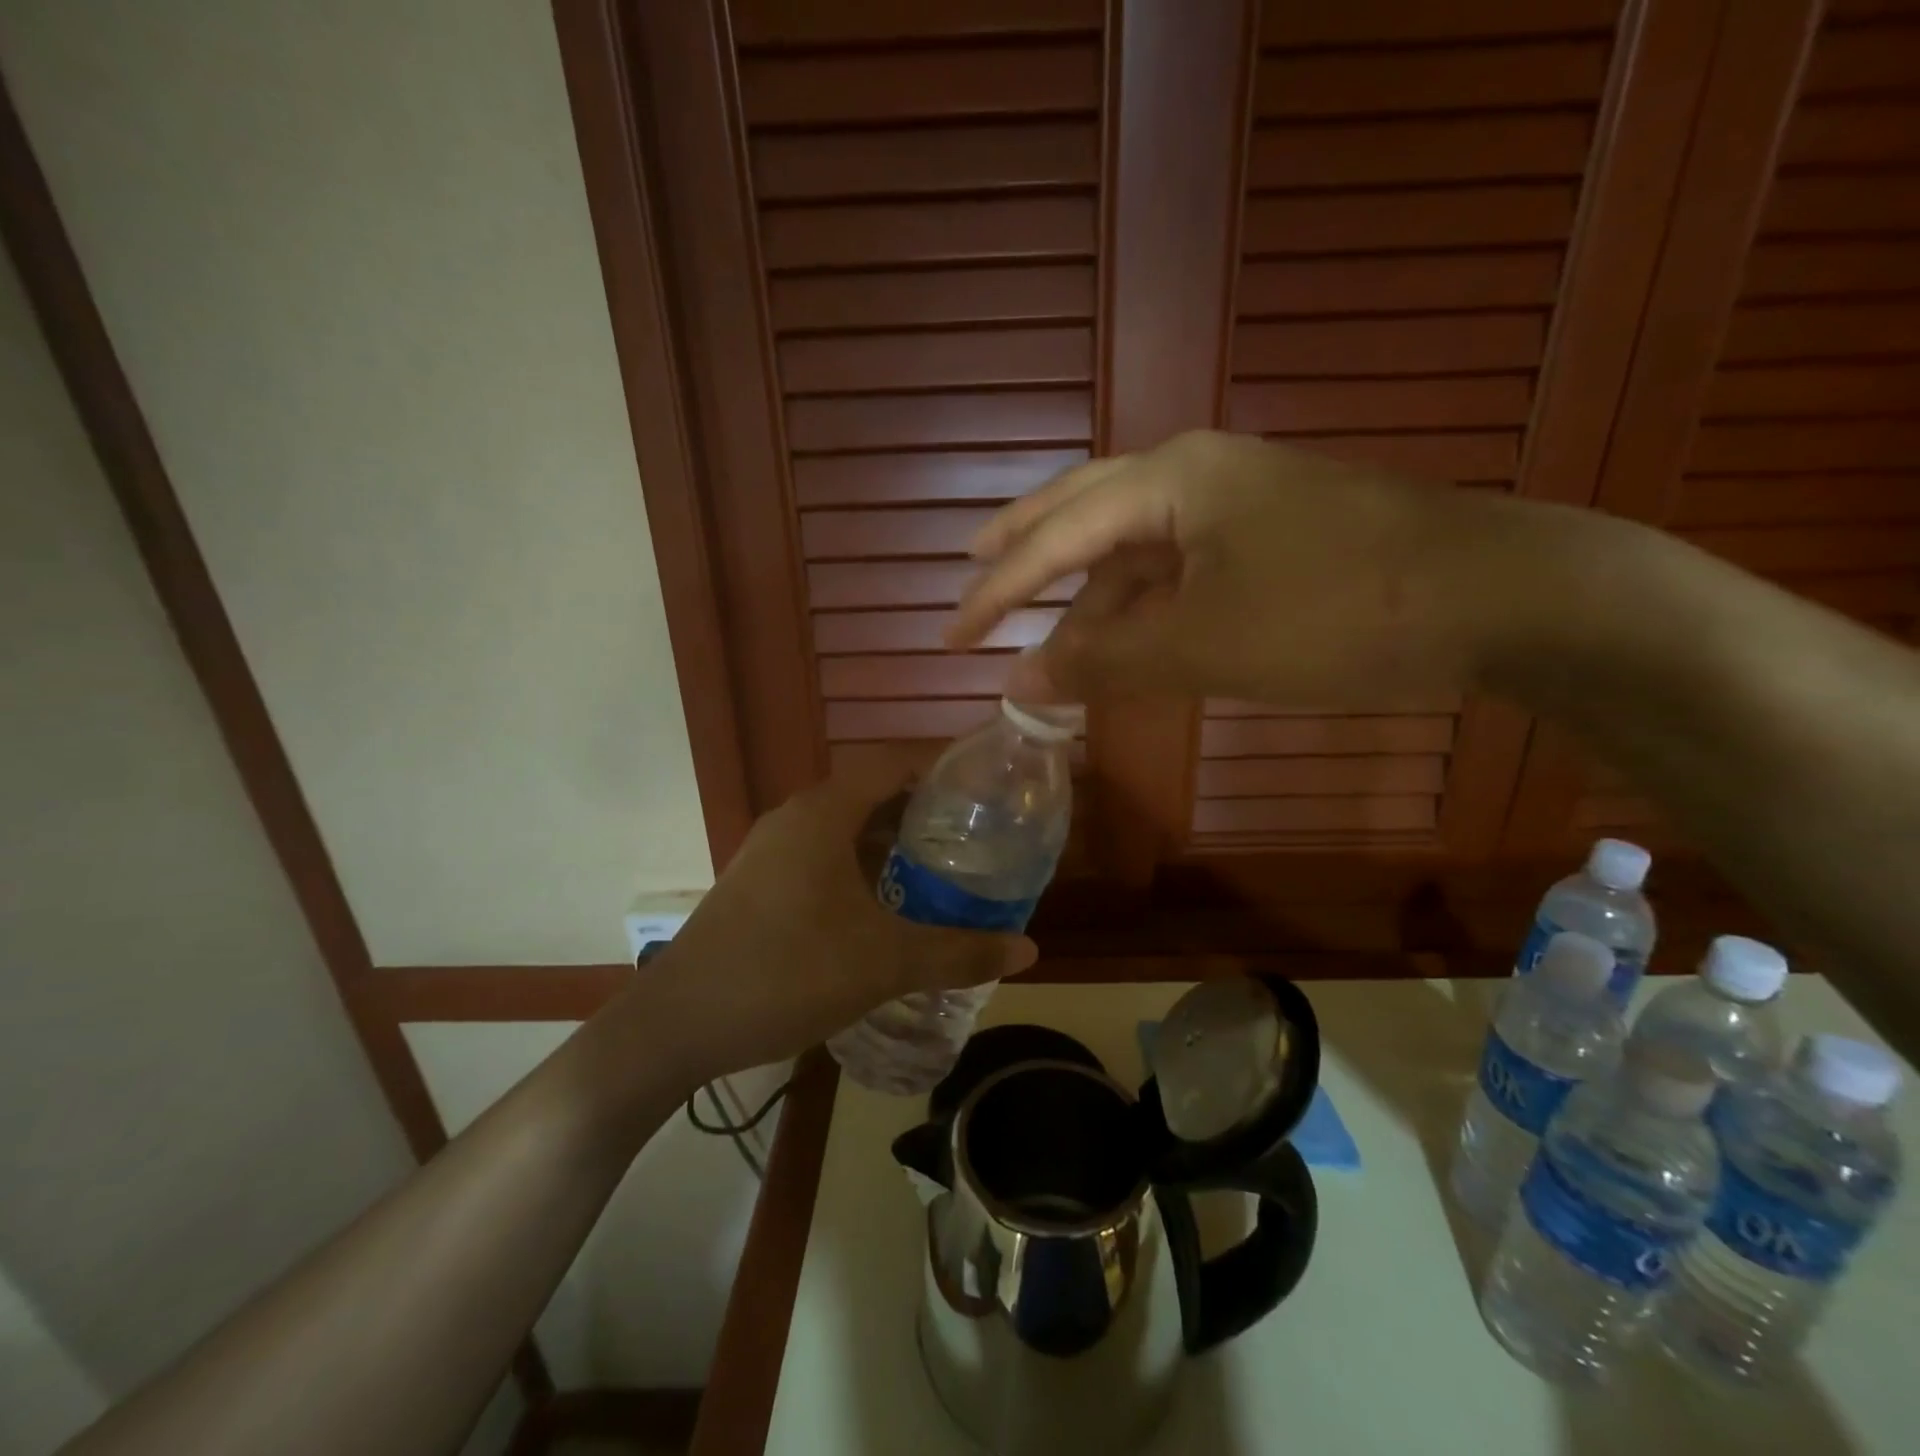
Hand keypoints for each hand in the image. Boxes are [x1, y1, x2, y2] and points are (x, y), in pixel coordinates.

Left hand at [638, 763, 1038, 1083]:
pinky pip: (821, 854)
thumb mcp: (883, 963)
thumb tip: (1029, 949)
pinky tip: (883, 906)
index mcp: (823, 813)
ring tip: (939, 869)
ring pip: (844, 827)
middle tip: (974, 835)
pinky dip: (859, 865)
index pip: (892, 762)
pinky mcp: (758, 881)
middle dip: (923, 810)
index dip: (940, 766)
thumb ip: (958, 953)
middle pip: (871, 792)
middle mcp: (795, 817)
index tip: (985, 786)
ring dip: (889, 841)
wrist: (678, 1022)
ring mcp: (770, 849)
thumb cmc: (786, 972)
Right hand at [947, 430, 1543, 707]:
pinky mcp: (1271, 536)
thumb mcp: (1204, 644)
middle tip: (973, 569)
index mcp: (1170, 480)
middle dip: (1026, 549)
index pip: (1056, 538)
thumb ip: (1104, 661)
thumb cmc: (1336, 613)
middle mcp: (1196, 475)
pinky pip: (1179, 568)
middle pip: (1084, 511)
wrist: (1497, 597)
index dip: (998, 592)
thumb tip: (1020, 680)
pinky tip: (1126, 635)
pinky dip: (1142, 605)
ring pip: (1136, 547)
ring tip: (1045, 634)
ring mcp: (1238, 503)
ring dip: (1089, 594)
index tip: (952, 636)